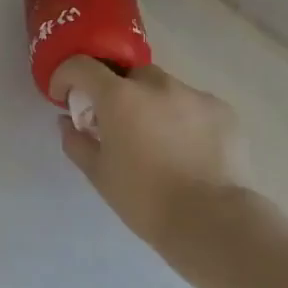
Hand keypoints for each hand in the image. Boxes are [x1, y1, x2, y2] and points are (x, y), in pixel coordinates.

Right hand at [50, 57, 245, 248]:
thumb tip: (68, 121)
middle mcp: (156, 85)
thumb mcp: (97, 173)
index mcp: (119, 97)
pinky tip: (187, 149)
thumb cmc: (144, 198)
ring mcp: (194, 95)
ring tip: (156, 139)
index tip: (65, 98)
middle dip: (115, 92)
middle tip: (115, 123)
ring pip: (163, 88)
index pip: (81, 66)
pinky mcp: (223, 111)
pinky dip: (182, 118)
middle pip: (127, 75)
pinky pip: (193, 105)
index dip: (66, 77)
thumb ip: (76, 141)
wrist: (212, 220)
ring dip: (151, 104)